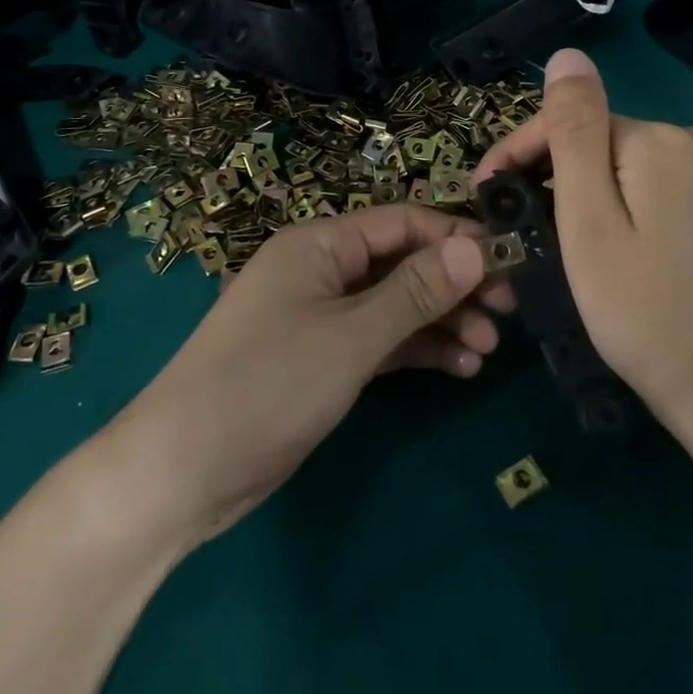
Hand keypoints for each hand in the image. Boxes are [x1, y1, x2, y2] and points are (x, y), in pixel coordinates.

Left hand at [105, 206, 513, 547]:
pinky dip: (416, 350)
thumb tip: (476, 244)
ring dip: (442, 321)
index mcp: (319, 245)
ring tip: (488, 348)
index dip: (456, 237)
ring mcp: (320, 318)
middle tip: (510, 312)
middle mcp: (321, 271)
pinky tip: (459, 367)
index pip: (401, 223)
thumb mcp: (352, 336)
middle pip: (402, 263)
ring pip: (395, 306)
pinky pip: (380, 342)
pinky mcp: (321, 360)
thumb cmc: (268, 384)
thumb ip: (416, 291)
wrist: (182, 471)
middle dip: (455, 284)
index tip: (509, 261)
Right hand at [475, 48, 692, 432]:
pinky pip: (665, 190)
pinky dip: (634, 209)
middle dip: (559, 177)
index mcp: (660, 140)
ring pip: (632, 168)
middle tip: (526, 231)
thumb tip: (567, 56)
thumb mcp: (589, 221)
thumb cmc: (642, 311)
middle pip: (602, 145)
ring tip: (569, 245)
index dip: (521, 154)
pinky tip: (626, 250)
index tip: (487, 194)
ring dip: (594, 194)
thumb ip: (574, 132)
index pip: (571, 123)